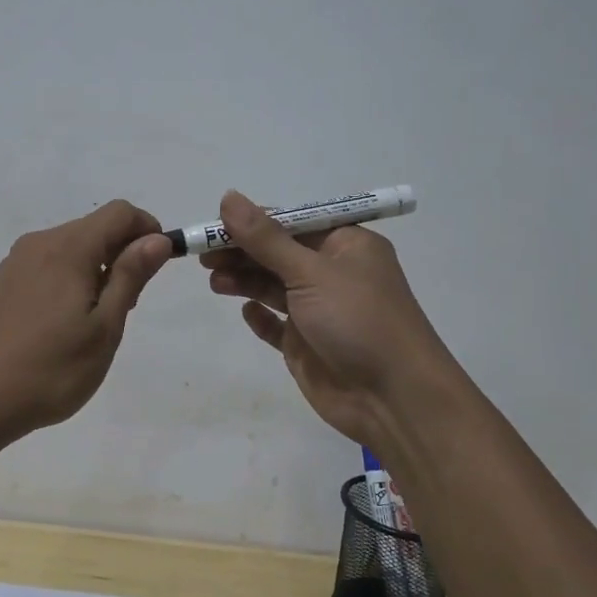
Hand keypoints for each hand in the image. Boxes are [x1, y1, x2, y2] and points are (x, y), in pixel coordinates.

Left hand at [0, 200, 171, 442]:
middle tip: (126, 307)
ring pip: (72, 247)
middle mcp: (40, 243)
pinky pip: (49, 264)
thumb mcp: (104, 328)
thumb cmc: (51, 370)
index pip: (120, 212)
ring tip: (95, 322)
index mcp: (68, 248)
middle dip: (122, 254)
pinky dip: (70, 278)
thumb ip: (131, 276)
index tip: (156, 268)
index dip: (147, 230)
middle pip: (95, 227)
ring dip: (97, 268)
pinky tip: (64, 324)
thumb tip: (157, 238)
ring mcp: (16, 262)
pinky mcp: (3, 282)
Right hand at [202, 191, 456, 451]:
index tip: (214, 226)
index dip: (252, 223)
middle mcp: (333, 274)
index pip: (291, 223)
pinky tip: (246, 312)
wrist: (393, 398)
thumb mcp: (311, 271)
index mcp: (346, 245)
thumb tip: (228, 198)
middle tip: (203, 257)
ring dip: (244, 281)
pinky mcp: (307, 345)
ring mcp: (319, 311)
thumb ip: (265, 238)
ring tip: (214, 282)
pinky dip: (260, 317)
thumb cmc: (358, 320)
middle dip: (242, 253)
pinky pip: (276, 325)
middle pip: (278, 254)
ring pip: (273, 287)